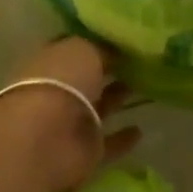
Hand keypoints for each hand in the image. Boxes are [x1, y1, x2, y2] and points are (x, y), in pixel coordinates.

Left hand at [0, 38, 140, 191]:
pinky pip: (108, 143)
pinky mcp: (84, 152)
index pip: (75, 49)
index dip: (96, 44)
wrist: (45, 139)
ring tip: (147, 88)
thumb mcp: (84, 50)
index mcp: (51, 62)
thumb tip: (115, 50)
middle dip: (109, 71)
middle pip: (88, 79)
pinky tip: (140, 130)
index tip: (124, 39)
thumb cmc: (60, 82)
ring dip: (118, 99)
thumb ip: (101, 48)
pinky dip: (122, 138)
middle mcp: (59, 91)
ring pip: (99, 108)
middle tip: (141, 62)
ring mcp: (70, 124)